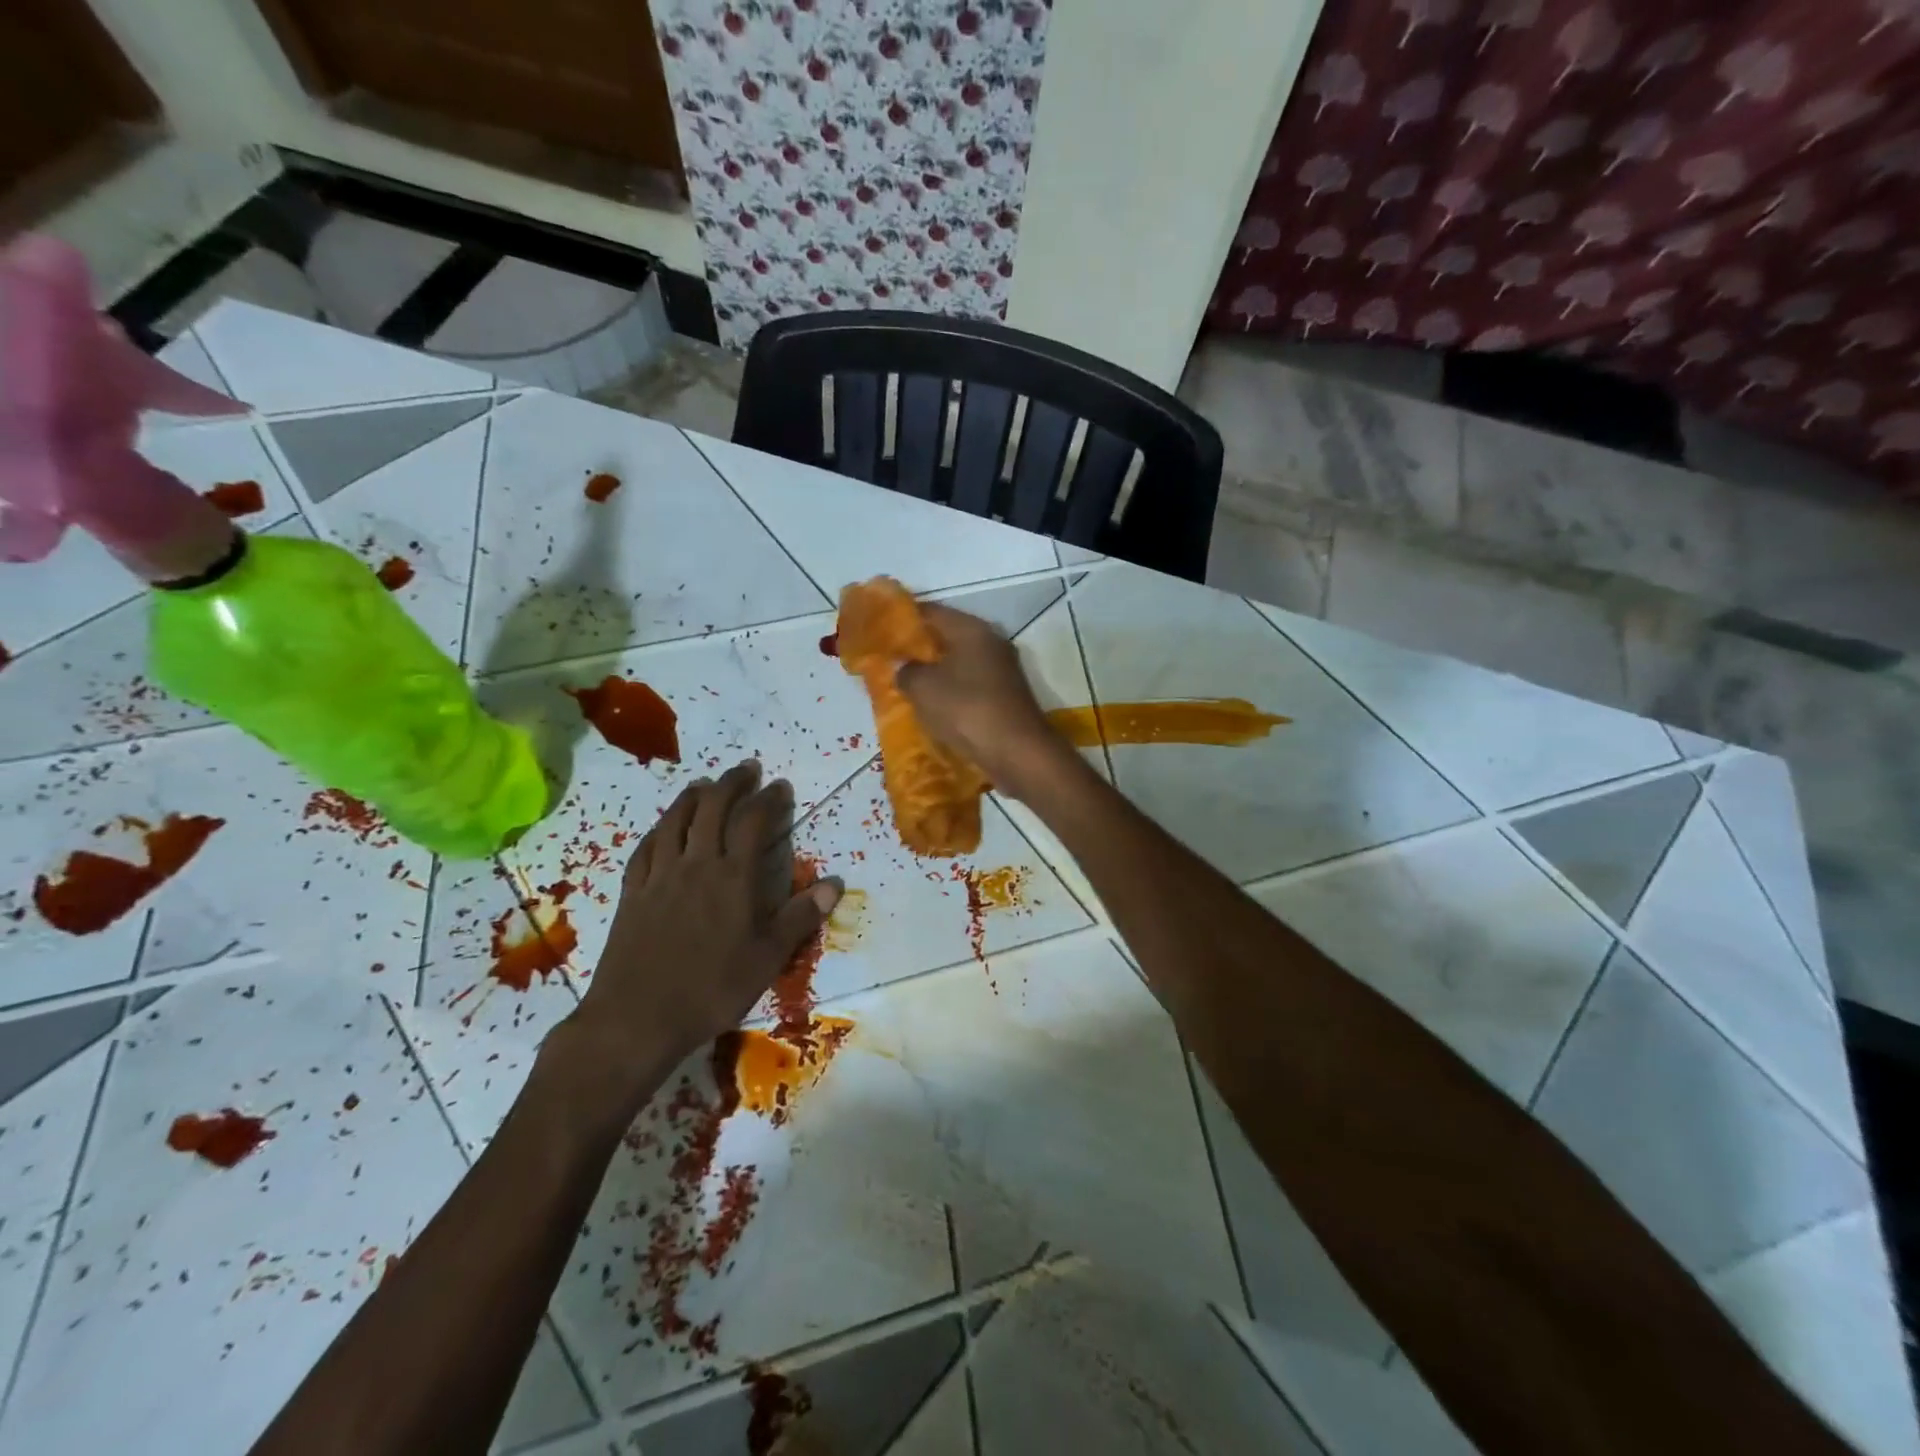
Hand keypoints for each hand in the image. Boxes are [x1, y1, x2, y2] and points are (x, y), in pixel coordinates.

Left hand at [556, 762, 841, 1118]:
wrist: (636, 1018)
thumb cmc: (711, 989)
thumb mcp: (767, 958)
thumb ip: (800, 917)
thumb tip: (835, 884)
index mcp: (732, 878)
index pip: (753, 822)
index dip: (768, 798)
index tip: (780, 786)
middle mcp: (695, 865)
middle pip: (712, 808)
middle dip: (731, 783)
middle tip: (746, 770)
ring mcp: (659, 876)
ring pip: (675, 820)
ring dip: (693, 796)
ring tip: (706, 784)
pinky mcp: (632, 893)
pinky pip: (645, 848)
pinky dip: (659, 828)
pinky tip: (663, 827)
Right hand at [897, 602, 1071, 799]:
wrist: (1017, 752)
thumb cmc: (967, 710)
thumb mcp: (923, 688)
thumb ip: (906, 671)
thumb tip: (903, 667)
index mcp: (972, 629)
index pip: (931, 611)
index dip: (904, 618)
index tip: (880, 628)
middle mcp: (991, 642)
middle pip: (948, 636)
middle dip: (919, 647)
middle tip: (890, 659)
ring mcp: (1002, 670)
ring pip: (959, 662)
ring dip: (935, 672)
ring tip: (907, 683)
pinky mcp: (1006, 696)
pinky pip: (970, 685)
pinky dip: (951, 691)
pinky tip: (933, 705)